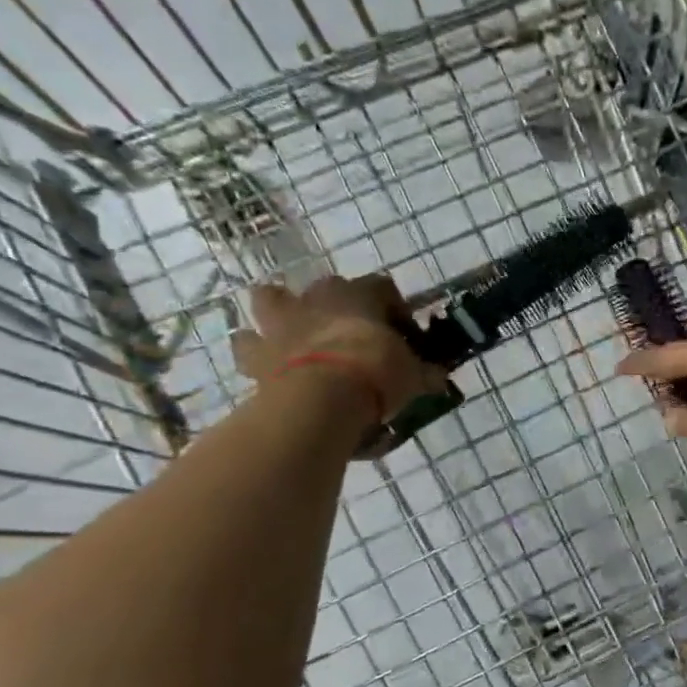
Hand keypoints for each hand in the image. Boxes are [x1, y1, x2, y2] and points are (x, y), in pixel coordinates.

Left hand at [232, 274, 443, 422]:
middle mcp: (318, 299)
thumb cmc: (376, 373)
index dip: (396, 309)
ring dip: (283, 311)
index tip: (406, 336)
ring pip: (272, 298)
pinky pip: (247, 344)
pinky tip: (269, 366)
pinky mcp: (255, 352)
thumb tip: (439, 377)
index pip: (383, 287)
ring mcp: (282, 322)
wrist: (321, 398)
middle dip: (338, 305)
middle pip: (328, 287)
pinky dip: (256, 351)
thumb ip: (425, 372)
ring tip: (297, 334)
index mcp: (360, 296)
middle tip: (353, 334)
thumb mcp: (413, 375)